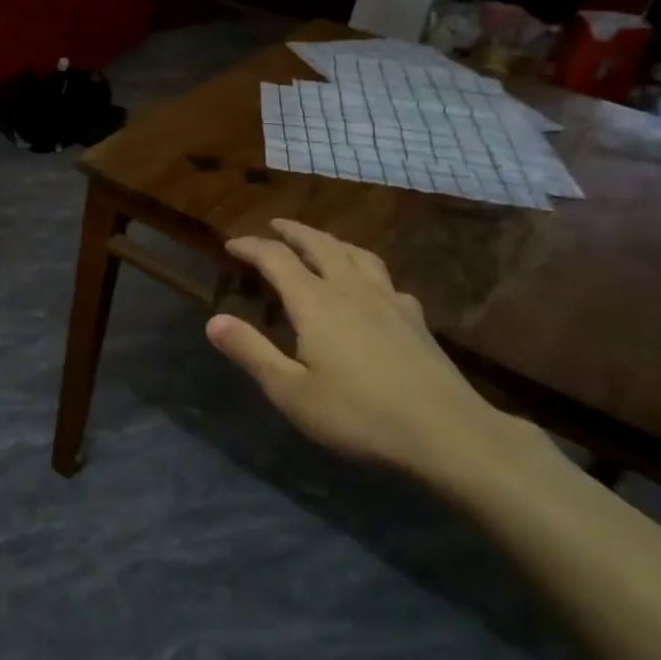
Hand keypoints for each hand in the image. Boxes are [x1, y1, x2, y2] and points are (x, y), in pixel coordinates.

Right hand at [205, 220, 545, 485]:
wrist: (447, 433)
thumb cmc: (359, 414)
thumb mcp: (291, 391)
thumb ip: (251, 352)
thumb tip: (213, 321)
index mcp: (315, 303)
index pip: (277, 259)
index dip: (251, 247)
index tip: (230, 245)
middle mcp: (351, 290)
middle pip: (320, 245)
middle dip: (293, 232)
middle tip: (275, 226)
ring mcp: (389, 302)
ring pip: (357, 255)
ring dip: (332, 242)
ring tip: (320, 243)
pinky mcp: (415, 320)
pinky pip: (386, 279)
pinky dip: (366, 271)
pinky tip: (371, 288)